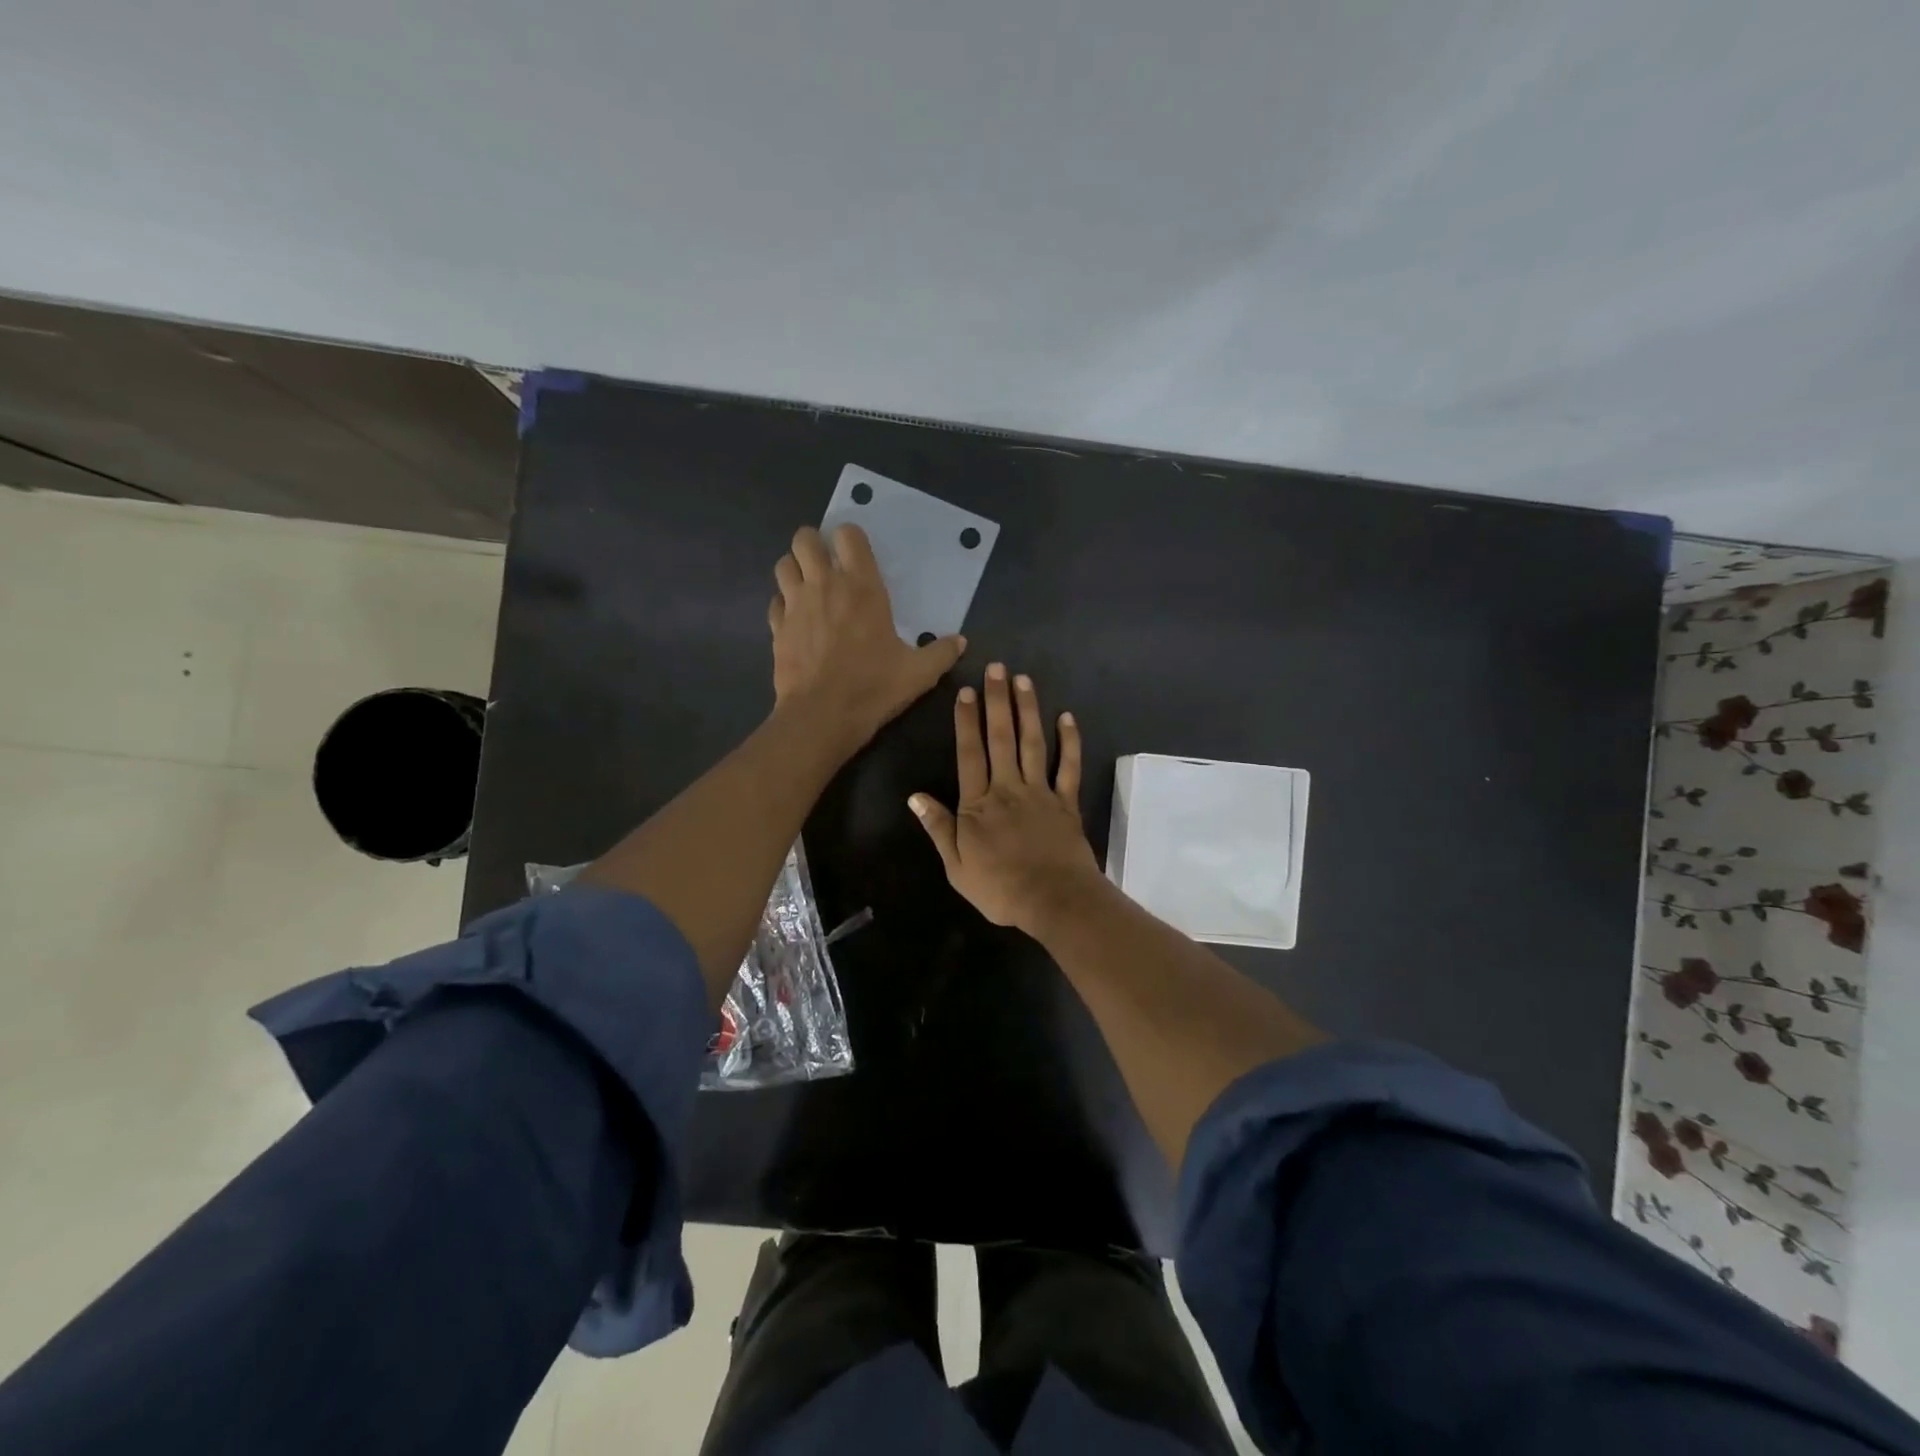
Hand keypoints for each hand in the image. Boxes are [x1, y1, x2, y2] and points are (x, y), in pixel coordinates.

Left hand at [770, 524, 965, 752]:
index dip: (850, 538)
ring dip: (795, 569)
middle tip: (828, 565)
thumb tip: (960, 642)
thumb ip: (941, 653)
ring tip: (809, 587)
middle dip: (814, 545)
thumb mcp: (919, 673)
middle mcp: (824, 585)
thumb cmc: (873, 687)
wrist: (822, 716)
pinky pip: (775, 601)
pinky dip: (784, 604)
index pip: (848, 535)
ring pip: (784, 564)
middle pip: (805, 538)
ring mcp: (795, 605)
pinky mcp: (777, 628)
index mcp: (862, 587)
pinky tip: (796, 620)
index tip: (858, 555)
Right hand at [909, 664, 1103, 931]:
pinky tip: (1067, 717)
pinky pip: (1068, 767)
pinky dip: (1070, 741)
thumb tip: (914, 797)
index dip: (966, 722)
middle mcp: (1008, 788)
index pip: (969, 754)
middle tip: (996, 669)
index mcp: (978, 804)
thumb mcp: (956, 866)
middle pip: (1001, 738)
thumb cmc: (1000, 888)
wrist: (1053, 900)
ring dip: (1028, 710)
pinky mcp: (1067, 802)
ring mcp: (1041, 792)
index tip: (965, 692)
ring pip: (1033, 743)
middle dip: (997, 702)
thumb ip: (939, 828)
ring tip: (1023, 680)